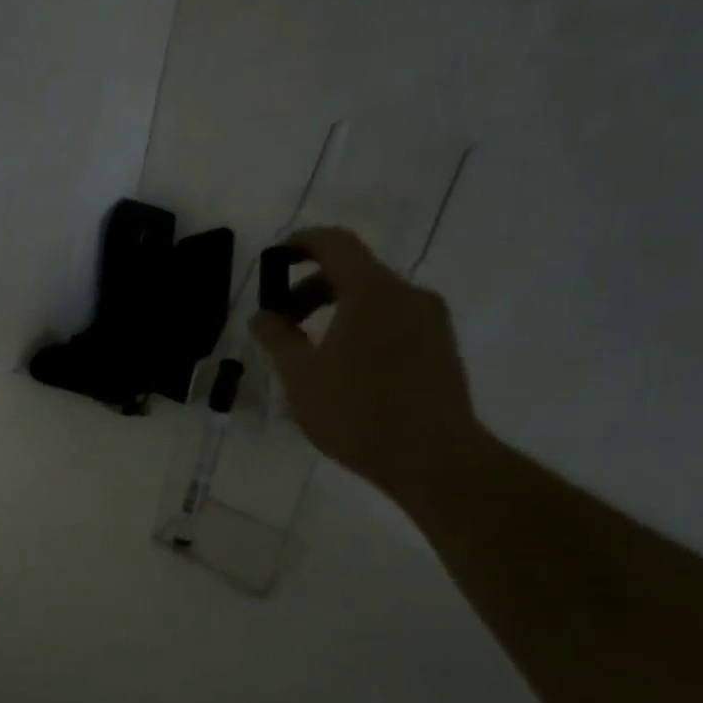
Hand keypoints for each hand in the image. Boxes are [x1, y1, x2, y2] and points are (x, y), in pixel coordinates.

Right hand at [249, 226, 481, 499]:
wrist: (434, 459)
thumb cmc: (358, 413)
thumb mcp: (300, 376)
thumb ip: (276, 337)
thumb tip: (261, 315)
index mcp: (372, 291)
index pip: (334, 243)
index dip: (300, 243)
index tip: (274, 258)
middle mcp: (407, 294)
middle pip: (353, 272)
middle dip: (311, 289)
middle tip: (281, 321)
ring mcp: (431, 320)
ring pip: (374, 298)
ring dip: (336, 310)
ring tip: (309, 350)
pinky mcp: (441, 347)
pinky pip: (393, 320)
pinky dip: (361, 327)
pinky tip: (344, 367)